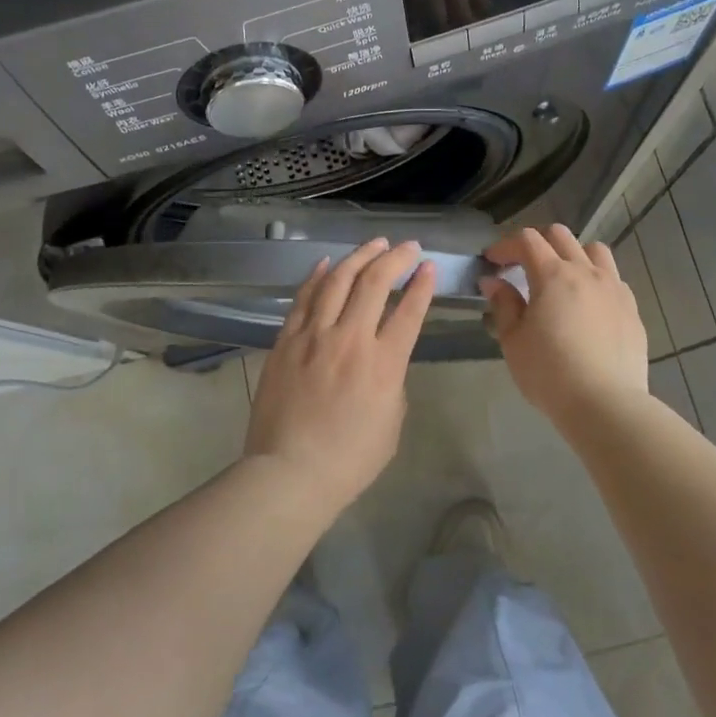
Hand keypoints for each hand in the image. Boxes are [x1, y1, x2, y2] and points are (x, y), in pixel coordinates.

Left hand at [245, 239, 436, 512]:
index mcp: (384, 364)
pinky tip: (328, 263)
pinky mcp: (286, 341)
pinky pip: (303, 298)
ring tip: (374, 243)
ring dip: (359, 256)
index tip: (429, 266)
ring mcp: (313, 336)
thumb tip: (381, 360)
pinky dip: (318, 276)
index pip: (409, 311)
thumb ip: (392, 382)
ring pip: (338, 280)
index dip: (422, 284)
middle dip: (395, 258)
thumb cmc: (349, 459)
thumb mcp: (392, 422)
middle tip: (407, 247)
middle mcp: (350, 339)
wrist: (289, 473)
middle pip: (375, 283)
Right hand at [479, 226, 648, 427]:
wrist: (605, 404)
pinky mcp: (632, 309)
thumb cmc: (549, 372)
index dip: (505, 245)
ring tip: (561, 278)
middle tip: (521, 265)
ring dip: (572, 254)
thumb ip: (504, 305)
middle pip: (560, 236)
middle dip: (536, 243)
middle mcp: (586, 272)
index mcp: (553, 275)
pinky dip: (596, 279)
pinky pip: (613, 279)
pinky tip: (588, 304)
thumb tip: (494, 282)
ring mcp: (614, 288)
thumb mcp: (513, 340)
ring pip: (594, 250)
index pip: (526, 240)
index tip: (492, 261)